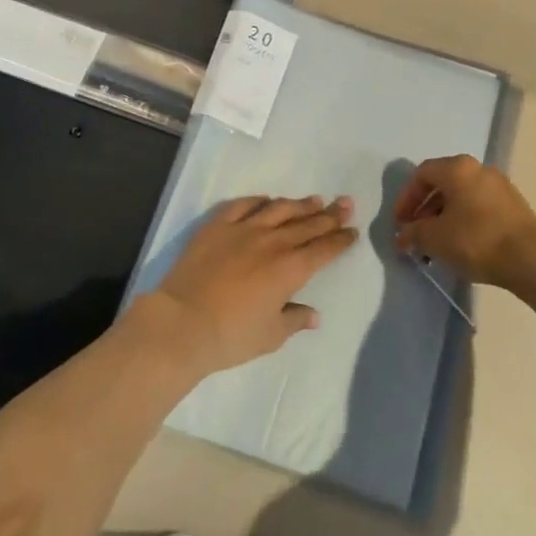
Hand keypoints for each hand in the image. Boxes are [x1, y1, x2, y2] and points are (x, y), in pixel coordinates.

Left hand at [137, 195, 358, 377]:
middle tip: (346, 203)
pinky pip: (243, 205)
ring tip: (315, 199)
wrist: (182, 322)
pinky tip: (266, 199)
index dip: (340, 240)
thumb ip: (294, 321)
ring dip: (300, 204)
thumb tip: (313, 315)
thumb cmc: (230, 336)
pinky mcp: (217, 225)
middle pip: (307, 224)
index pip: (323, 249)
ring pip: (279, 209)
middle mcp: (272, 242)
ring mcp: (244, 229)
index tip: (353, 231)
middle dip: (330, 215)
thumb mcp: (269, 336)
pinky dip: (258, 201)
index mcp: (290, 269)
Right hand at [393, 155, 535, 288]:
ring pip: (461, 197)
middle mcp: (479, 169)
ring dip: (442, 219)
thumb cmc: (476, 240)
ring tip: (435, 247)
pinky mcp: (513, 206)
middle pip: (442, 184)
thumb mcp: (435, 238)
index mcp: (458, 168)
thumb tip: (404, 236)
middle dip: (423, 211)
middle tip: (415, 235)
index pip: (422, 174)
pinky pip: (478, 207)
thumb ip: (413, 233)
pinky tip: (460, 246)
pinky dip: (463, 222)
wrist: (532, 258)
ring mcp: (499, 186)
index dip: (405, 198)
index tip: (399, 223)